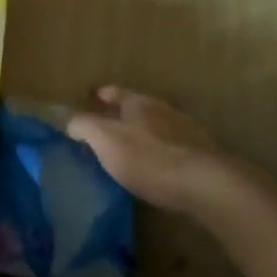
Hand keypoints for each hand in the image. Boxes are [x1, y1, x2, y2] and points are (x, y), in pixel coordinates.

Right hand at [65, 86, 233, 212]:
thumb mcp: (105, 140)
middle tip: (108, 126)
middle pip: (139, 107)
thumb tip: (70, 120)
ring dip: (145, 134)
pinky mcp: (202, 156)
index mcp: (139, 103)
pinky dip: (162, 153)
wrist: (206, 184)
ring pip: (159, 126)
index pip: (116, 92)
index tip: (93, 96)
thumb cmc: (148, 158)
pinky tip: (158, 168)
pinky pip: (174, 148)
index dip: (103, 95)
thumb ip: (84, 126)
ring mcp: (187, 132)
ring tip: (131, 149)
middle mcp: (164, 110)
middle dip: (124, 114)